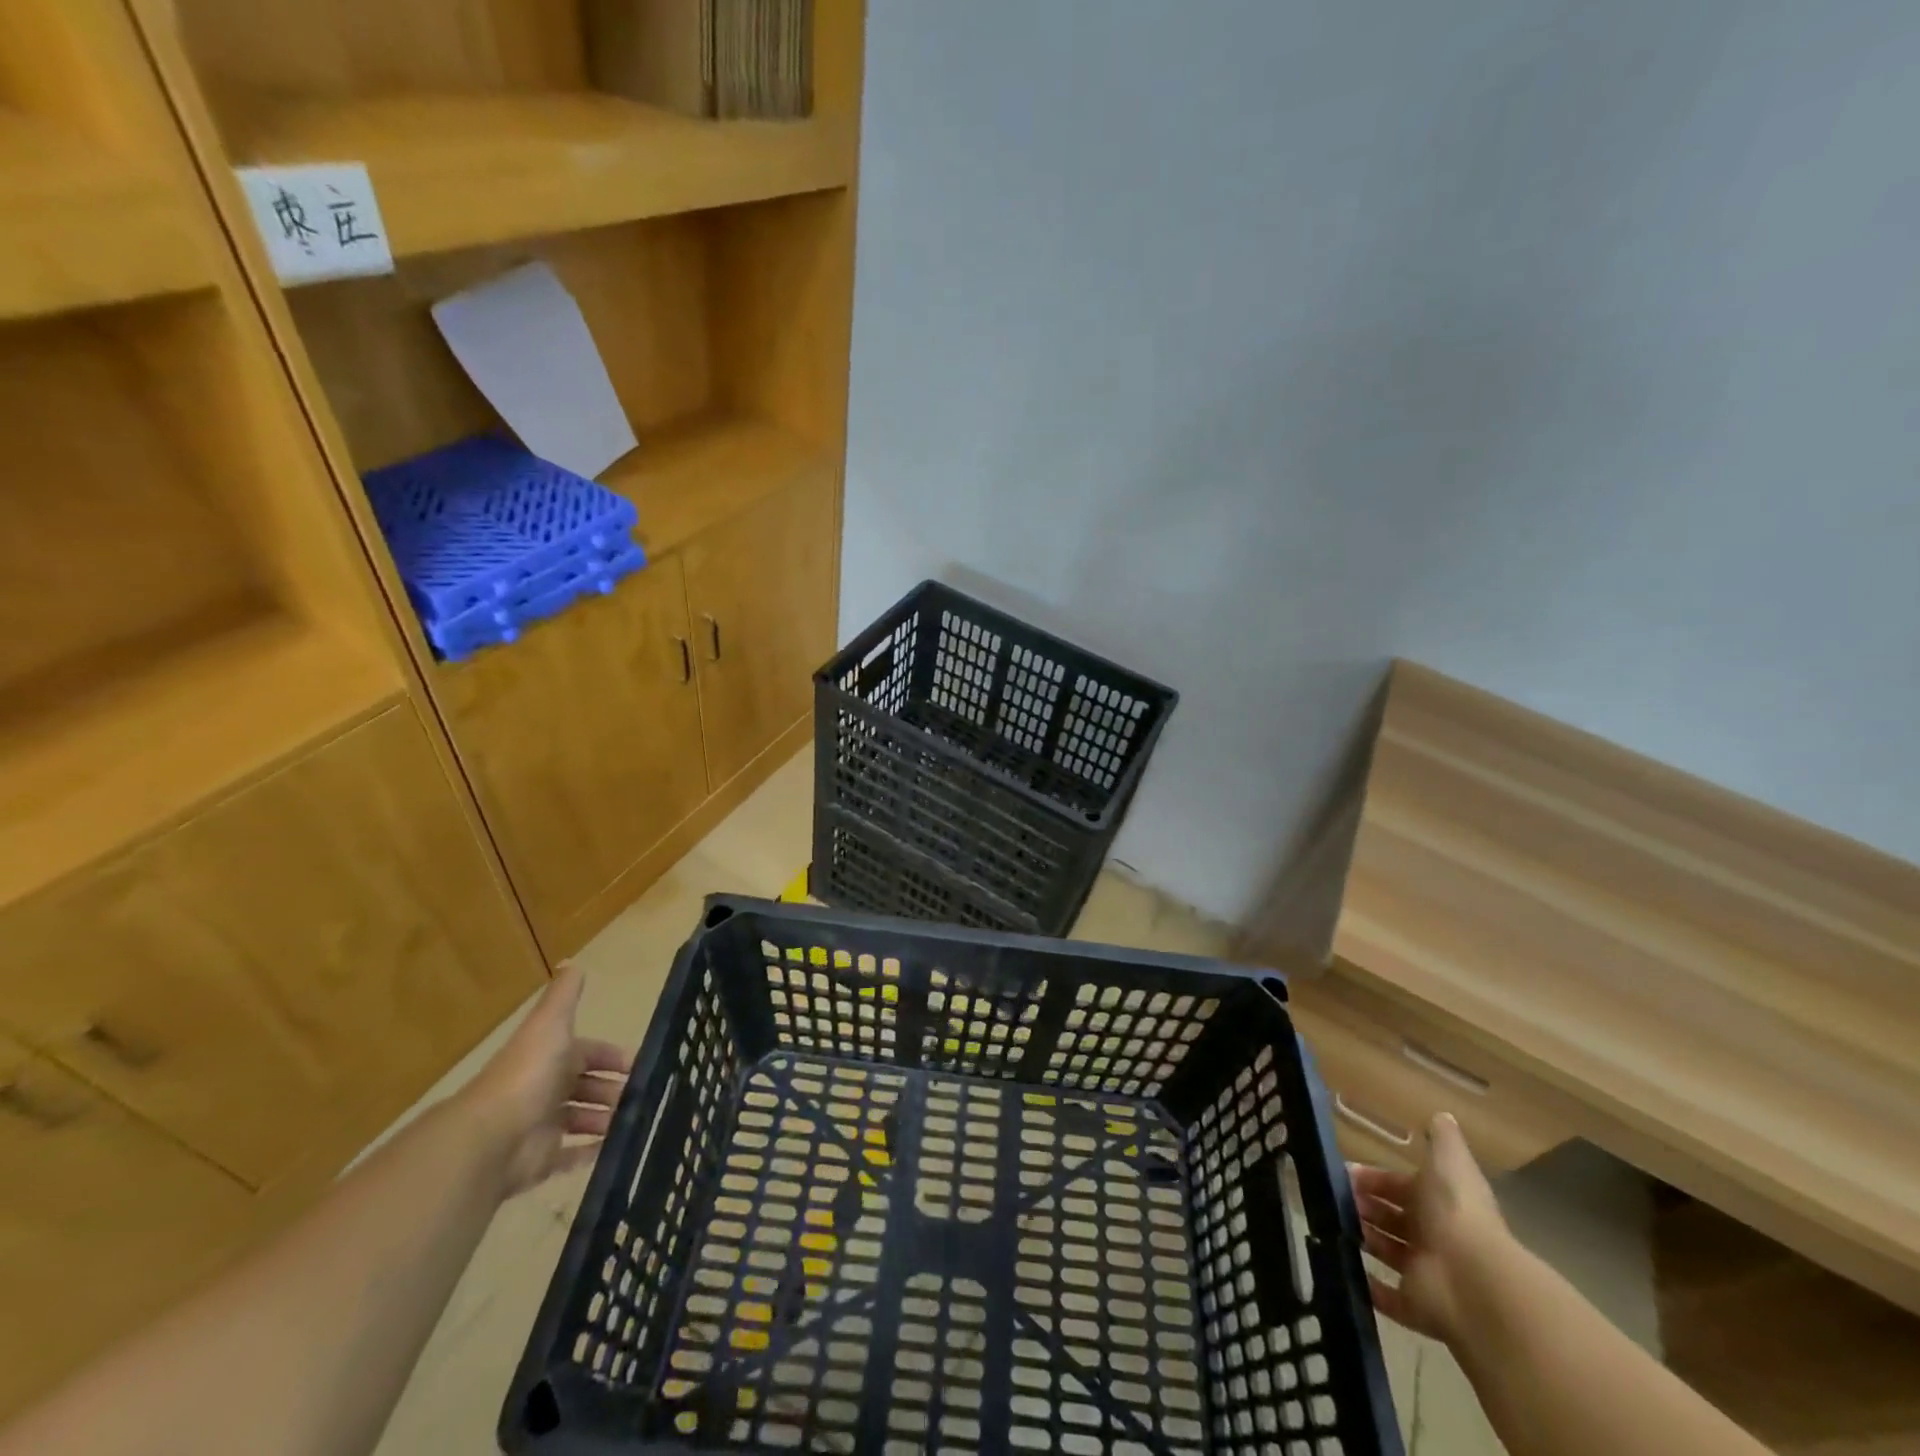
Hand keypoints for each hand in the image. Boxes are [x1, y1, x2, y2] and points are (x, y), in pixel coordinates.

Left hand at [462, 964, 631, 1197]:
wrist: (492, 1136)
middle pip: (588, 1086)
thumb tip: (572, 961)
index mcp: (552, 1057)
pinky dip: (592, 1153)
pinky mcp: (541, 1160)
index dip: (613, 1057)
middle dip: (614, 1090)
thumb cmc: (528, 1073)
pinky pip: (571, 1156)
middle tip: (644, 1097)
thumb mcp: (550, 1023)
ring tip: (635, 1123)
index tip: (641, 1065)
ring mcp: (543, 1125)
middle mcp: (547, 1088)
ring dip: (607, 1120)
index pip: (589, 1052)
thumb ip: (563, 995)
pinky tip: (616, 1150)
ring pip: (583, 1120)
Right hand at [1350, 1111, 1509, 1344]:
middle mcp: (1433, 1238)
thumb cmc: (1456, 1213)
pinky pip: (1386, 1296)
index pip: (1400, 1187)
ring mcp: (1425, 1275)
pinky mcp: (1415, 1308)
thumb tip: (1441, 1114)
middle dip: (1363, 1207)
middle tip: (1332, 1198)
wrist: (1474, 1281)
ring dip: (1362, 1238)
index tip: (1344, 1173)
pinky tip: (1340, 1264)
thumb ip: (1444, 1140)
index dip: (1374, 1179)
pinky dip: (1366, 1285)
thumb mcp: (1449, 1164)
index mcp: (1438, 1204)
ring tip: (1331, 1223)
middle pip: (1391, 1219)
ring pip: (1386, 1252)